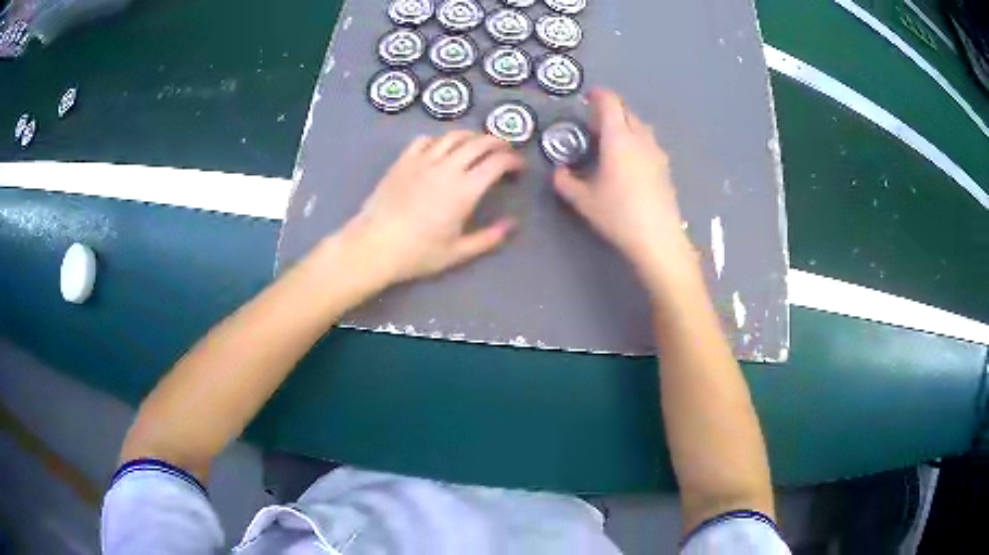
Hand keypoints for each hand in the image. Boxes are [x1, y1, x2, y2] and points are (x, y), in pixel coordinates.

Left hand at [342, 130, 523, 284]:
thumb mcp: (458, 252)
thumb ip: (489, 238)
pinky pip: (425, 140)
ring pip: (454, 136)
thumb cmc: (417, 253)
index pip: (497, 162)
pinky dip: (440, 140)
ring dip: (472, 136)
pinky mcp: (403, 160)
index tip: (519, 167)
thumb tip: (512, 225)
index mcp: (465, 190)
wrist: (374, 245)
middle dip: (498, 142)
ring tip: (478, 145)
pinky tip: (441, 149)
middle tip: (505, 150)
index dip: (513, 160)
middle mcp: (447, 167)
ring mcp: (423, 160)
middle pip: (479, 142)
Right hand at [553, 89, 695, 280]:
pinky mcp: (665, 167)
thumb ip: (565, 182)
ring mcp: (656, 152)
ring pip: (641, 126)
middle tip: (595, 120)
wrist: (658, 238)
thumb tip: (559, 171)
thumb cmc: (618, 214)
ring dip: (626, 123)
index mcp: (618, 138)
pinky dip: (637, 139)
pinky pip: (649, 142)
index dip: (599, 95)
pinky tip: (631, 159)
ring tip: (613, 138)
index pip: (610, 103)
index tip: (589, 96)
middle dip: (611, 109)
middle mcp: (640, 138)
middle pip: (627, 111)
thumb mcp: (583, 200)